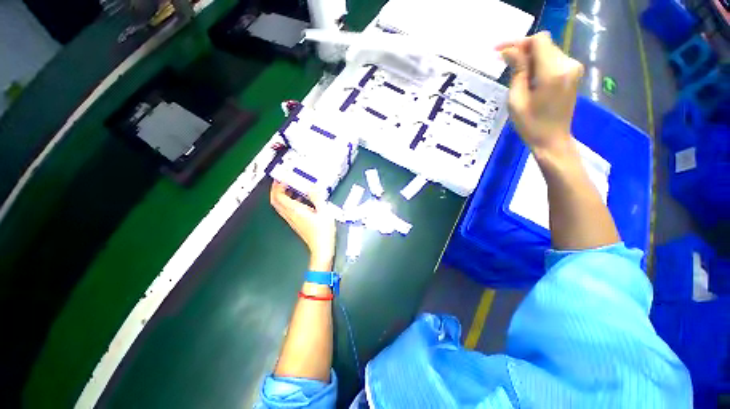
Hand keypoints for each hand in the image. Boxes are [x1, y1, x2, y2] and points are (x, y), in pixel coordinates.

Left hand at [270, 181, 335, 269]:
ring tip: (291, 188)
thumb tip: (312, 186)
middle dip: (276, 189)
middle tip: (282, 181)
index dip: (277, 186)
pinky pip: (286, 210)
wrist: (321, 248)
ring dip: (282, 195)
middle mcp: (290, 215)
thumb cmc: (323, 231)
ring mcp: (292, 220)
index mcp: (295, 211)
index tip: (282, 178)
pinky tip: (300, 200)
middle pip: (275, 201)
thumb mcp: (324, 211)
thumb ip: (317, 197)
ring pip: (280, 206)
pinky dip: (288, 202)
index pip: (278, 196)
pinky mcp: (296, 223)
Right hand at [497, 32, 583, 159]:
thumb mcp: (516, 100)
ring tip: (513, 71)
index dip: (518, 42)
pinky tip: (527, 75)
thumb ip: (516, 71)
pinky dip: (538, 63)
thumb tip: (509, 51)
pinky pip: (553, 59)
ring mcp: (573, 68)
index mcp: (553, 72)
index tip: (499, 50)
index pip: (538, 41)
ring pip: (548, 50)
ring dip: (529, 57)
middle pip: (544, 44)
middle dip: (522, 49)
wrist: (552, 140)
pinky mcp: (573, 73)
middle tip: (502, 60)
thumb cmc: (530, 125)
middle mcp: (568, 64)